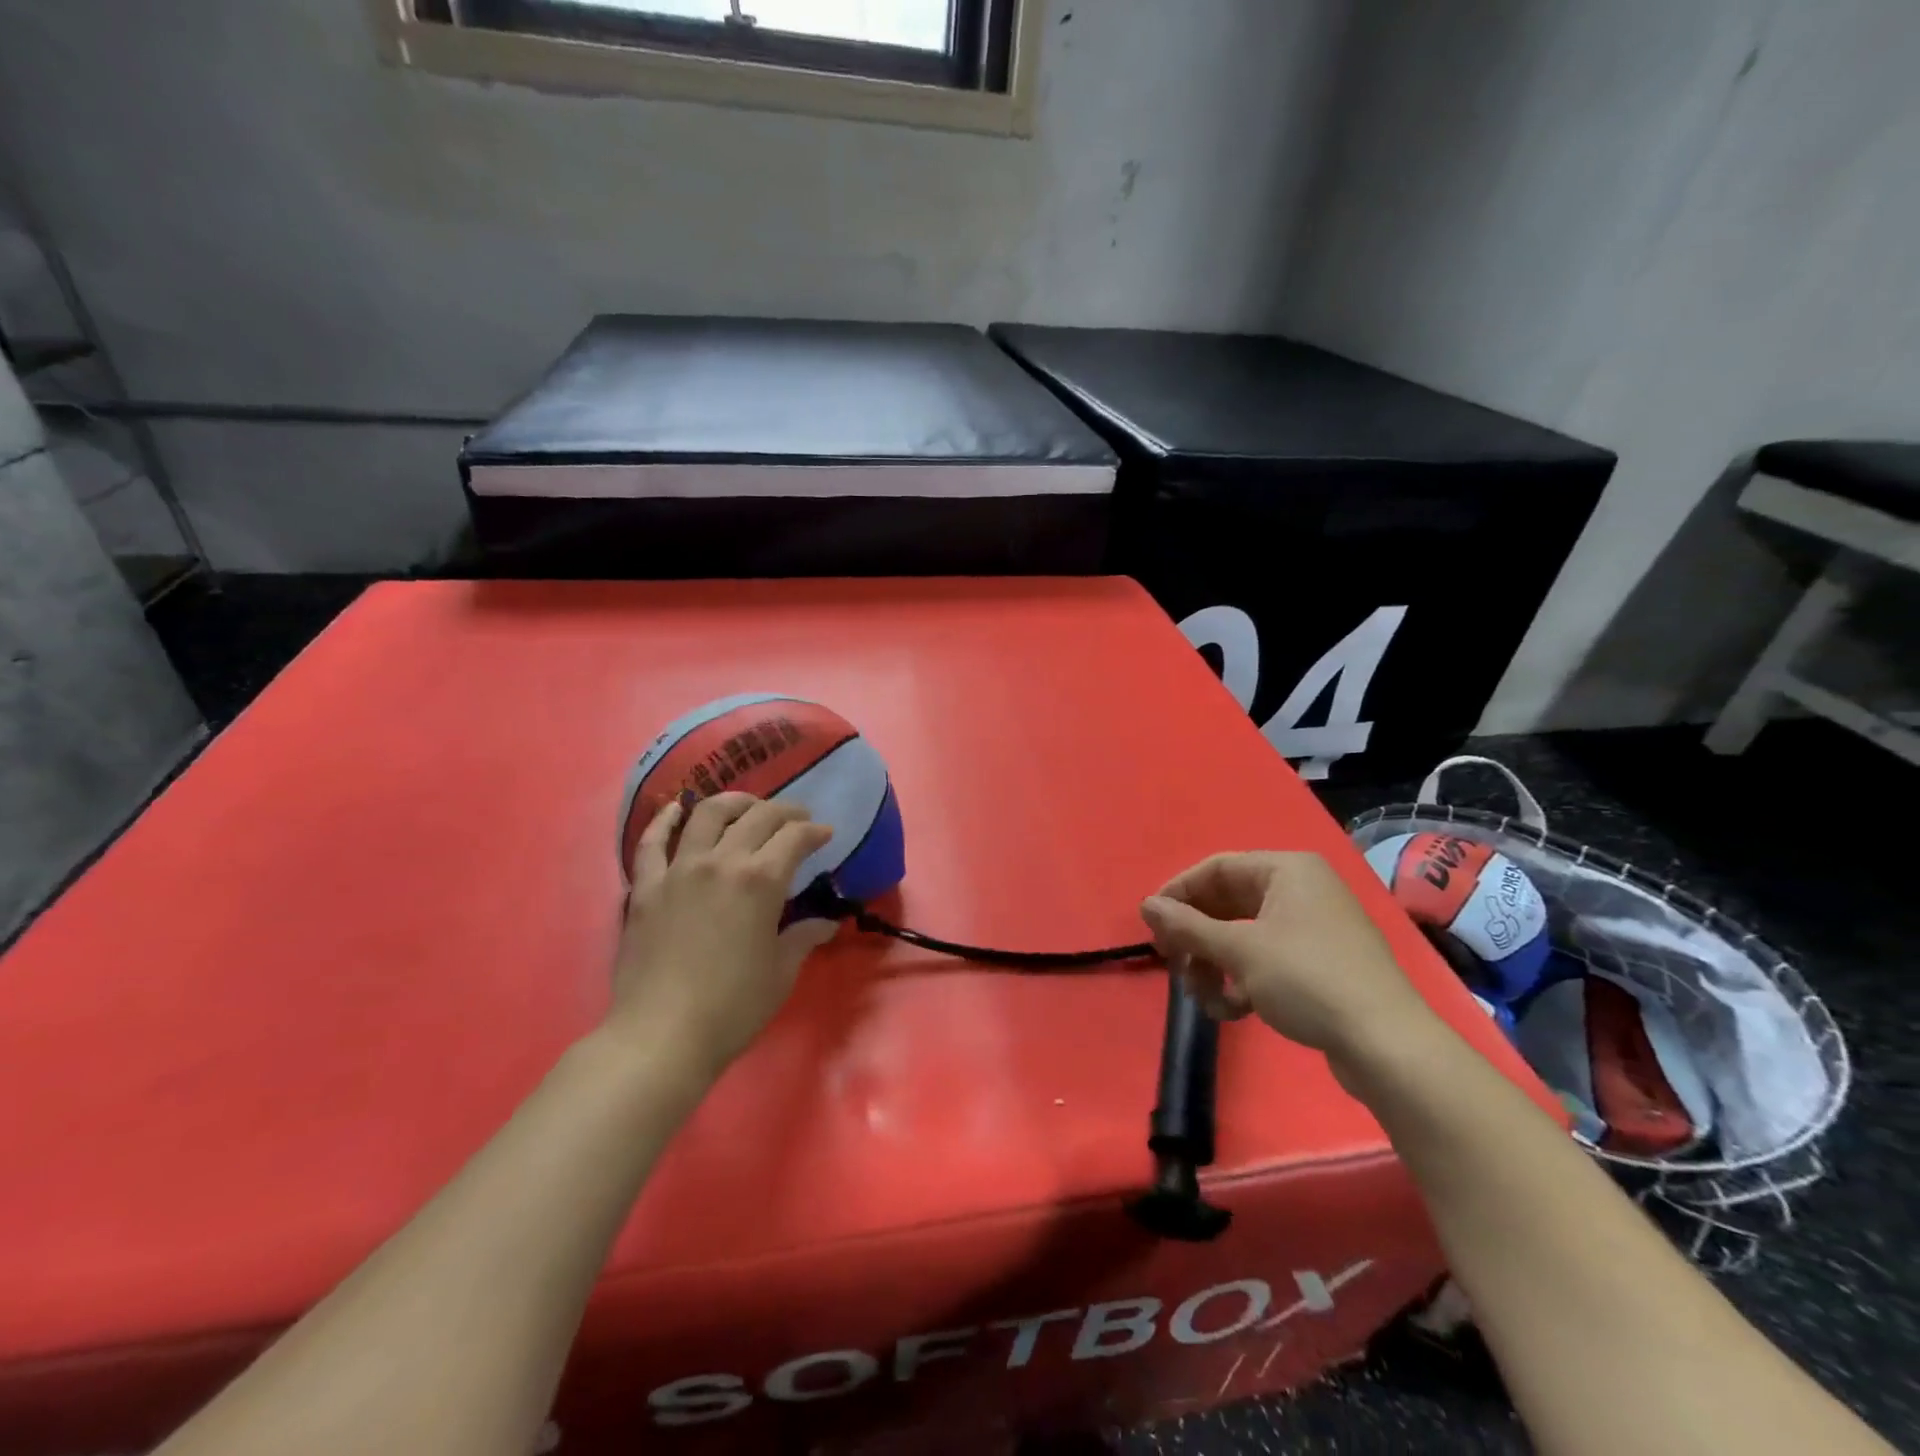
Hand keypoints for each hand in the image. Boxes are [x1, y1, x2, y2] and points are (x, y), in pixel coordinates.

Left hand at [611, 792, 837, 1081]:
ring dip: (734, 802)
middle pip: (757, 817)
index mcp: (761, 880)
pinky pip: (652, 842)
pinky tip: (676, 810)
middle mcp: (721, 862)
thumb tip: (826, 923)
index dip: (814, 832)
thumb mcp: (781, 971)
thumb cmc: (733, 1007)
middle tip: (797, 819)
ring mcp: (678, 870)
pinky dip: (666, 820)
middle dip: (784, 812)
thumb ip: (803, 937)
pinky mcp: (644, 887)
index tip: (825, 835)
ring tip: (747, 806)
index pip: (794, 837)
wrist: (661, 1036)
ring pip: (707, 815)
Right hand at [1139, 852, 1436, 1070]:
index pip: (1216, 868)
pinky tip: (1233, 1011)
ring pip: (1242, 936)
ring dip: (1215, 965)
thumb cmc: (1307, 979)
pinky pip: (1265, 960)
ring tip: (1204, 998)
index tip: (1152, 925)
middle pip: (1227, 903)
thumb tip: (1145, 904)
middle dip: (1197, 938)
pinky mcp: (1319, 964)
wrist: (1386, 1045)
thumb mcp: (1239, 950)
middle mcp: (1300, 890)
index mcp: (1287, 870)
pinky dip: (1243, 981)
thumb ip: (1187, 925)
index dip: (1178, 894)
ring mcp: (1312, 928)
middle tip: (1172, 963)